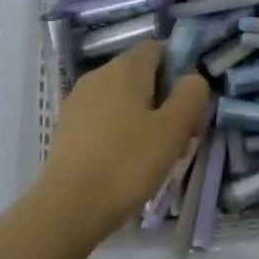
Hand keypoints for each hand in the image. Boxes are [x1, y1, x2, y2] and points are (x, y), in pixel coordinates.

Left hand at [36, 42, 211, 239]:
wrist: (66, 209)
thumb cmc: (126, 164)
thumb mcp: (173, 129)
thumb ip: (191, 95)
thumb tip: (192, 79)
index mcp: (125, 68)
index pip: (159, 49)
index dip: (180, 72)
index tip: (187, 107)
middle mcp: (98, 75)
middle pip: (142, 75)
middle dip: (163, 100)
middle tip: (177, 138)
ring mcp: (78, 102)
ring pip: (123, 99)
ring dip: (143, 119)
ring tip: (153, 157)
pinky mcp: (66, 128)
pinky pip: (103, 119)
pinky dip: (119, 133)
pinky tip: (125, 166)